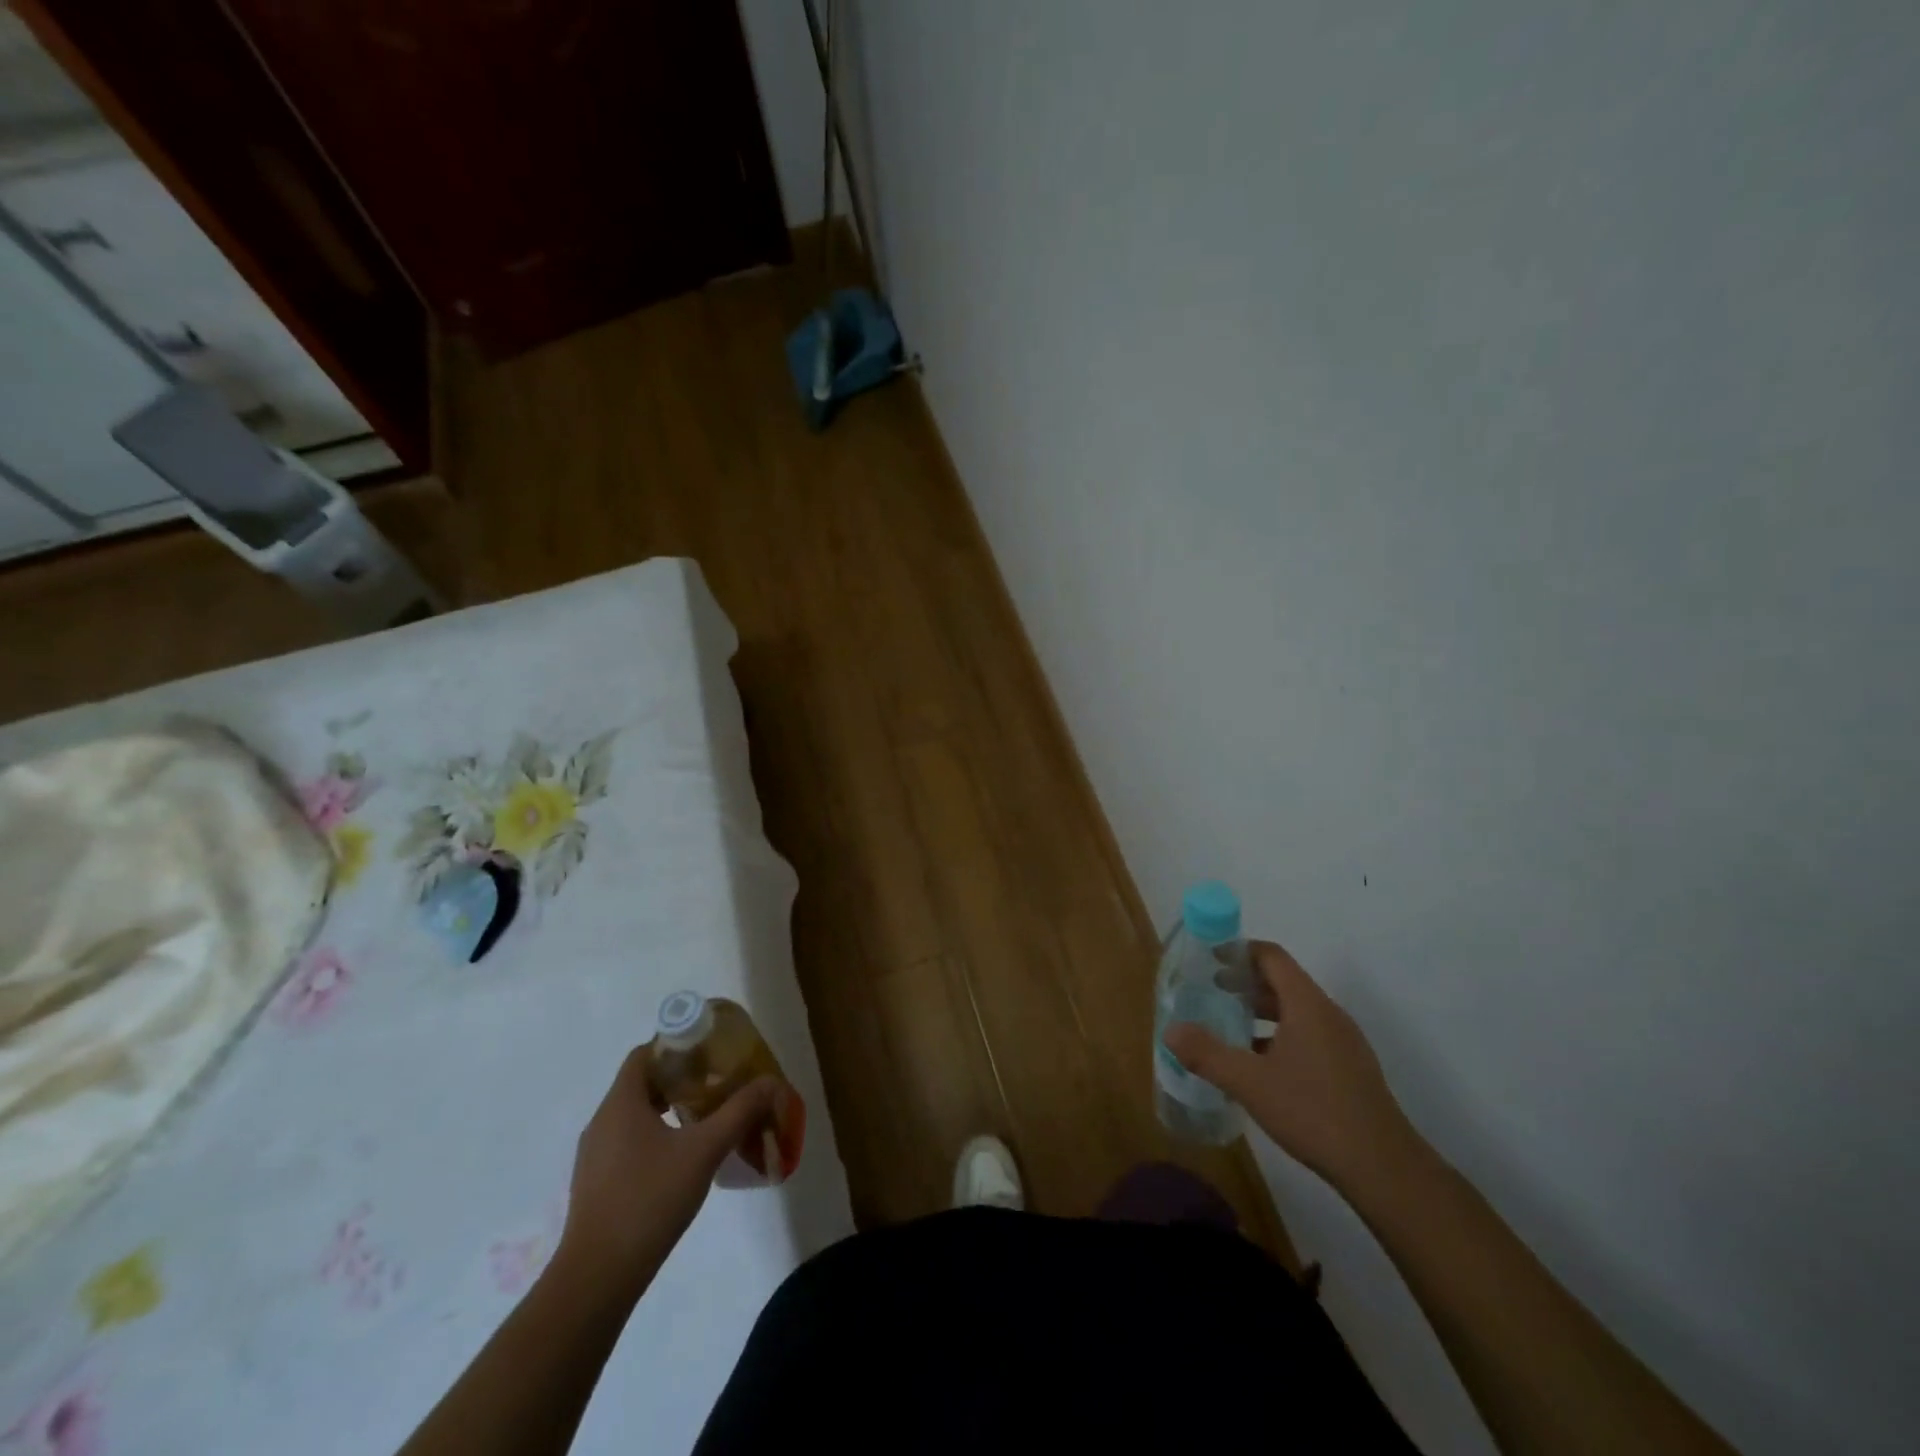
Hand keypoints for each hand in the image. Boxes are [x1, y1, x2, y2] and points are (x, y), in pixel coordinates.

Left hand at [557, 1048, 779, 1298]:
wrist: (597, 1279)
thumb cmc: (649, 1200)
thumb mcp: (704, 1150)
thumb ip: (739, 1111)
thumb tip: (770, 1082)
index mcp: (621, 1103)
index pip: (644, 1054)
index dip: (677, 1045)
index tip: (710, 1054)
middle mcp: (602, 1121)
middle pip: (642, 1082)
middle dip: (680, 1078)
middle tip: (717, 1084)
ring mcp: (594, 1156)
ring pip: (635, 1115)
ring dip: (669, 1109)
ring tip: (706, 1119)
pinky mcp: (596, 1185)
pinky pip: (627, 1143)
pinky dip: (655, 1137)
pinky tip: (682, 1159)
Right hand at [1165, 941, 1417, 1193]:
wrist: (1383, 1168)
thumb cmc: (1313, 1111)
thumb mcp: (1249, 1082)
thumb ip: (1207, 1054)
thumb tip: (1170, 1032)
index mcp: (1307, 1004)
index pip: (1272, 956)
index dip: (1239, 951)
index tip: (1208, 957)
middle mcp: (1328, 1014)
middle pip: (1283, 981)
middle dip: (1245, 982)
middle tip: (1209, 992)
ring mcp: (1343, 1042)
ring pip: (1296, 1011)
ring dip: (1261, 1011)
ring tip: (1228, 1026)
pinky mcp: (1349, 1068)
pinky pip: (1308, 1035)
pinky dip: (1279, 1035)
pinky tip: (1259, 1065)